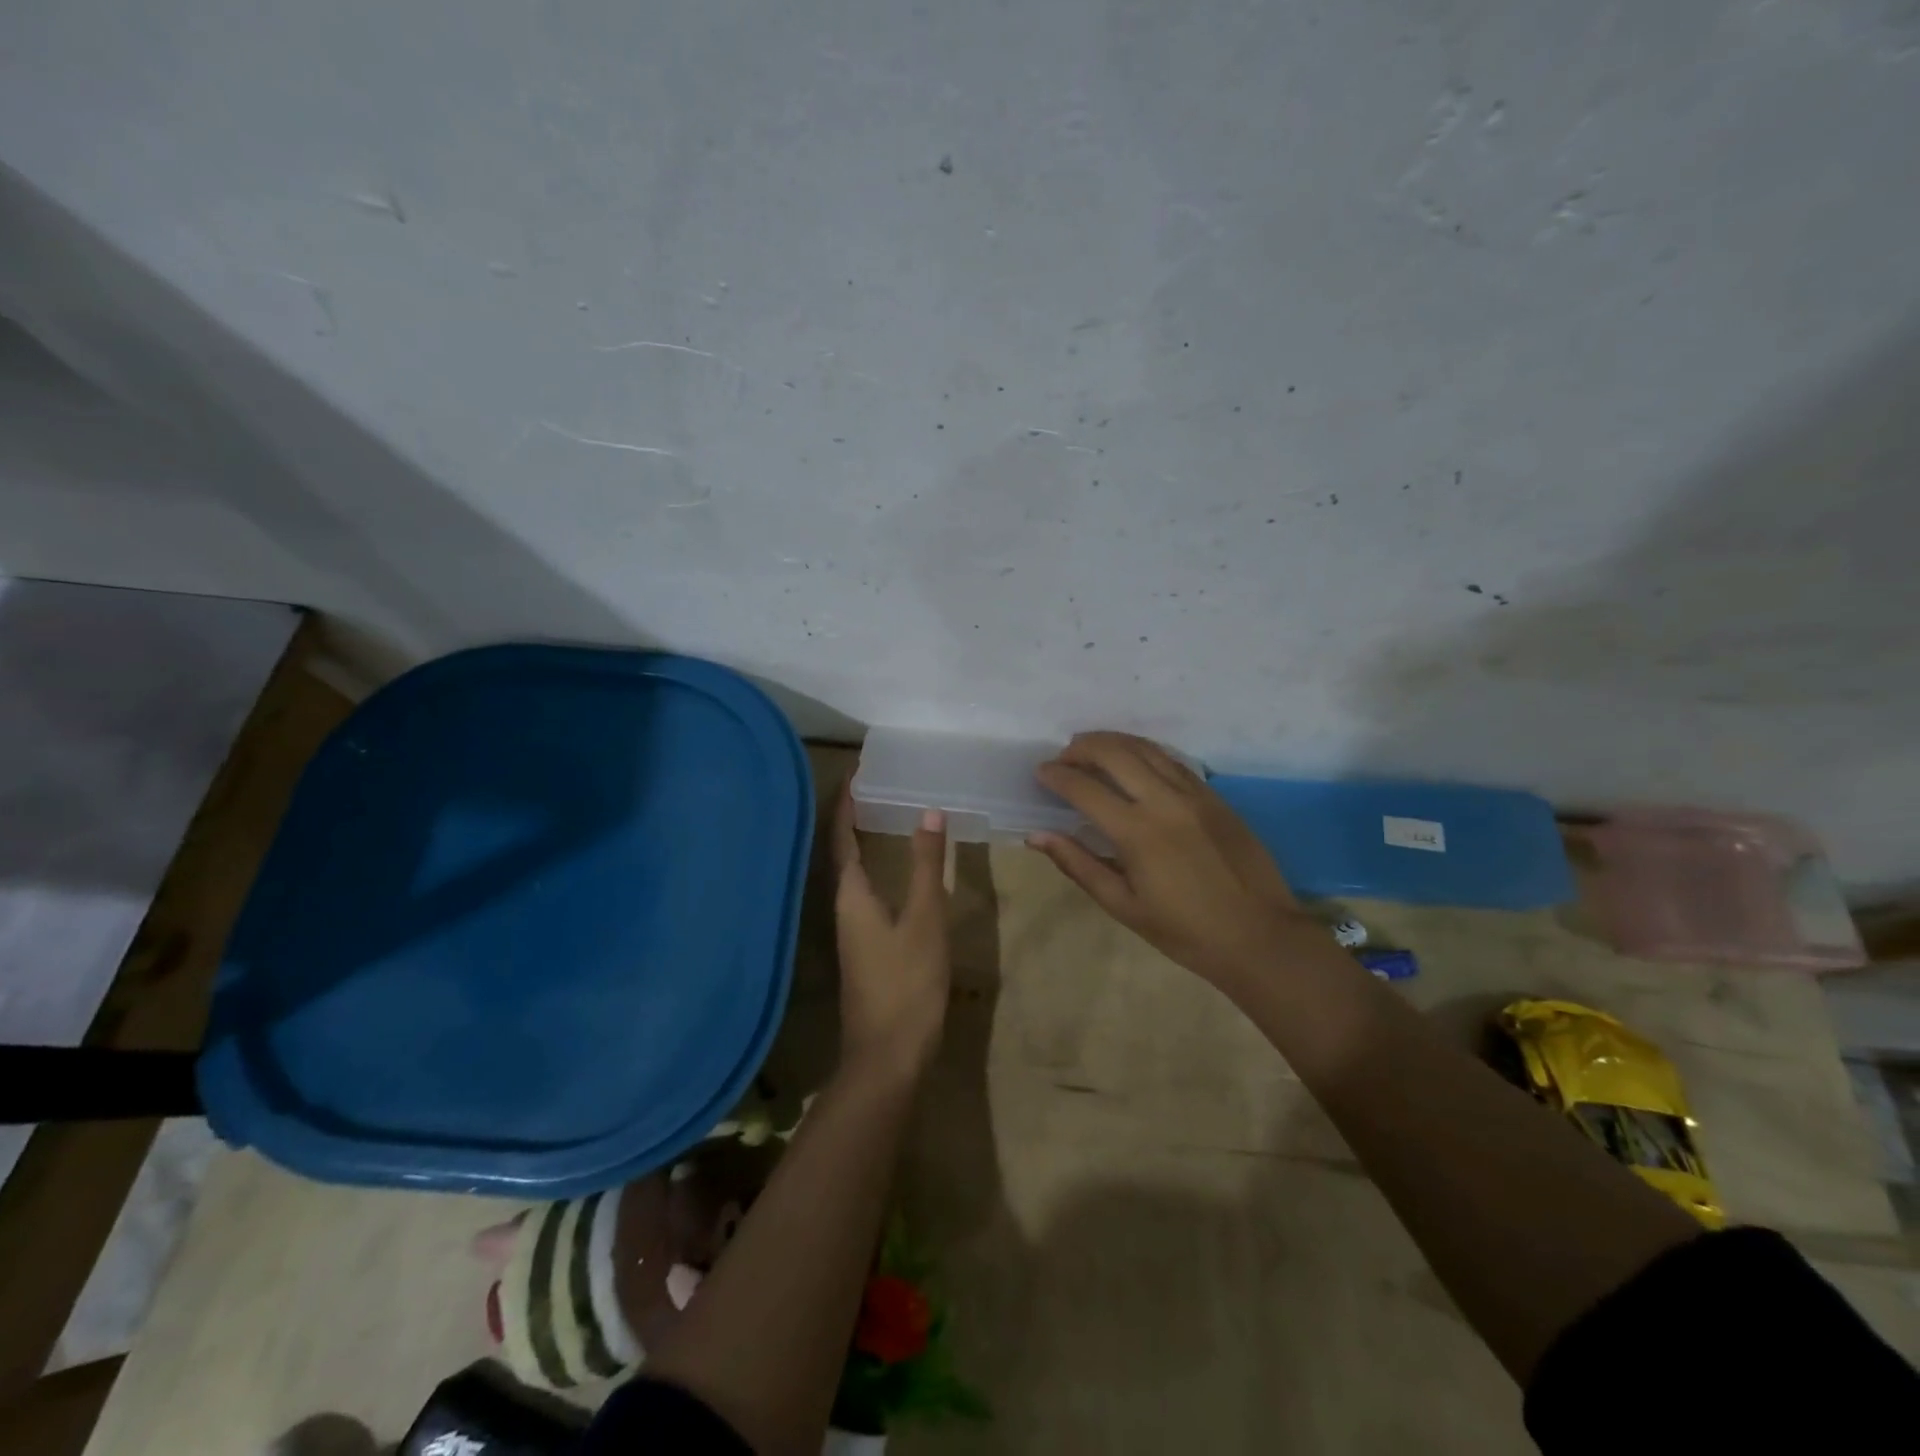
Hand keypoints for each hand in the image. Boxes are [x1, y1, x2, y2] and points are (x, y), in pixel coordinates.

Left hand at [831, 783, 950, 1080]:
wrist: (888, 1056)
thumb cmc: (906, 983)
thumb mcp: (925, 919)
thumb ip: (928, 866)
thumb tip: (929, 812)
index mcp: (851, 894)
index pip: (842, 835)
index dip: (847, 802)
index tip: (859, 771)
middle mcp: (844, 906)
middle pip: (843, 851)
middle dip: (856, 817)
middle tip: (881, 786)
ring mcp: (853, 930)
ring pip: (855, 874)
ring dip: (867, 842)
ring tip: (890, 816)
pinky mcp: (866, 947)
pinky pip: (867, 893)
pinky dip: (879, 869)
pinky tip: (901, 872)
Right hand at [1031, 732, 1324, 987]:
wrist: (1260, 936)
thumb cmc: (1185, 931)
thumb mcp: (1124, 906)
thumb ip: (1079, 864)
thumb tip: (1037, 836)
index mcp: (1137, 832)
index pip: (1085, 788)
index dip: (1057, 776)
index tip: (1041, 772)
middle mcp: (1164, 801)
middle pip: (1115, 753)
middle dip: (1082, 747)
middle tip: (1064, 756)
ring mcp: (1194, 794)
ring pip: (1146, 749)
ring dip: (1113, 742)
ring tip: (1091, 747)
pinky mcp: (1214, 796)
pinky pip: (1172, 761)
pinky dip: (1145, 752)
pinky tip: (1134, 760)